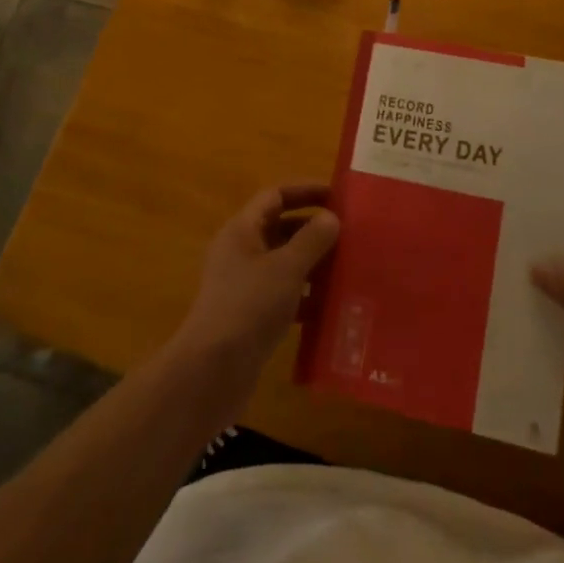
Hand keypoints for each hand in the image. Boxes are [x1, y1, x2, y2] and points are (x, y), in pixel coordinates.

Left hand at [170, 182, 339, 403]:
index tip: (338, 197)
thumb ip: (312, 239)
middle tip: (351, 235)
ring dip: (314, 264)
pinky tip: (332, 307)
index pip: (275, 196)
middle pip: (281, 229)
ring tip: (349, 268)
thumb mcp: (286, 268)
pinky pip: (284, 295)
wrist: (213, 370)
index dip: (305, 191)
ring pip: (284, 264)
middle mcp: (240, 252)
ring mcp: (244, 286)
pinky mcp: (251, 316)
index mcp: (242, 230)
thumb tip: (330, 217)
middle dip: (314, 230)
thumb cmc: (249, 306)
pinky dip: (306, 296)